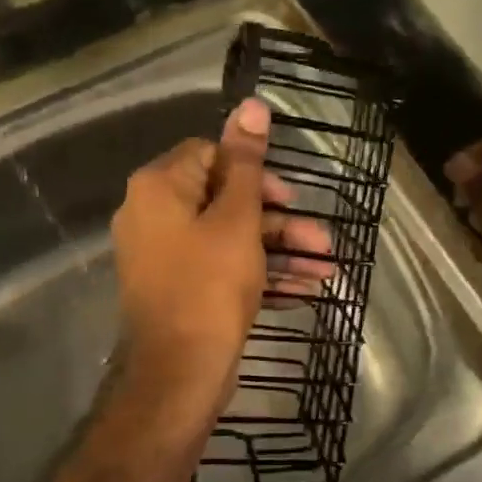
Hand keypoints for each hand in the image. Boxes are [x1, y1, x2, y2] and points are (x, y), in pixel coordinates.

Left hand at [110, 98, 332, 412]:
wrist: (177, 377)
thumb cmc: (209, 286)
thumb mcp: (237, 218)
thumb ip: (247, 162)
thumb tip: (251, 104)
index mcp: (160, 187)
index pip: (211, 155)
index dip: (255, 173)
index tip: (289, 198)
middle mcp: (155, 215)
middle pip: (226, 200)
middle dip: (280, 220)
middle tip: (321, 239)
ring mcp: (165, 256)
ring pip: (230, 238)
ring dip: (280, 250)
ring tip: (327, 269)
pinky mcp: (178, 289)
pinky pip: (222, 268)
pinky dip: (260, 274)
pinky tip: (304, 288)